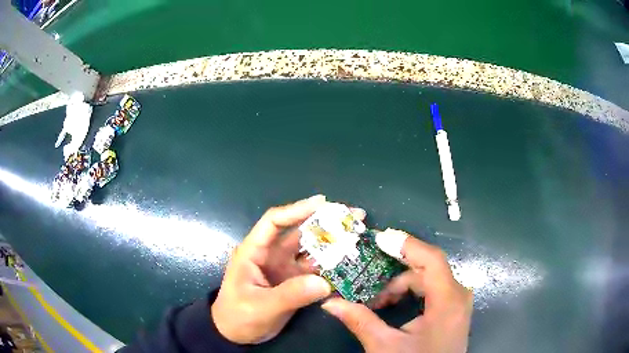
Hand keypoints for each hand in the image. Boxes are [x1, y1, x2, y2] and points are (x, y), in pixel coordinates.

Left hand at [211, 195, 365, 343]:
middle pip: (299, 233)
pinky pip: (316, 271)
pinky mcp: (294, 283)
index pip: (274, 222)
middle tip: (354, 217)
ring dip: (333, 244)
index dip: (297, 210)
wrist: (236, 335)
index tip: (324, 203)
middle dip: (325, 223)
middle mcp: (271, 255)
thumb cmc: (239, 316)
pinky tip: (350, 264)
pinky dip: (332, 268)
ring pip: (311, 251)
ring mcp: (284, 269)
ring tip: (358, 237)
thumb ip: (290, 294)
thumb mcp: (261, 306)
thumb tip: (324, 283)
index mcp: (254, 252)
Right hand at [321, 235, 472, 352]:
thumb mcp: (385, 346)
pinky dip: (411, 292)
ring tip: (376, 301)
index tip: (378, 239)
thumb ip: (360, 321)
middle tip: (366, 278)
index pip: (431, 259)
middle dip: (394, 273)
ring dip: (400, 285)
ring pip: (428, 279)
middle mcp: (458, 295)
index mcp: (448, 301)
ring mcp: (458, 301)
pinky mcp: (453, 309)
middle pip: (426, 269)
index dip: (406, 245)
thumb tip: (329, 302)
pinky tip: (392, 304)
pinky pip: (432, 289)